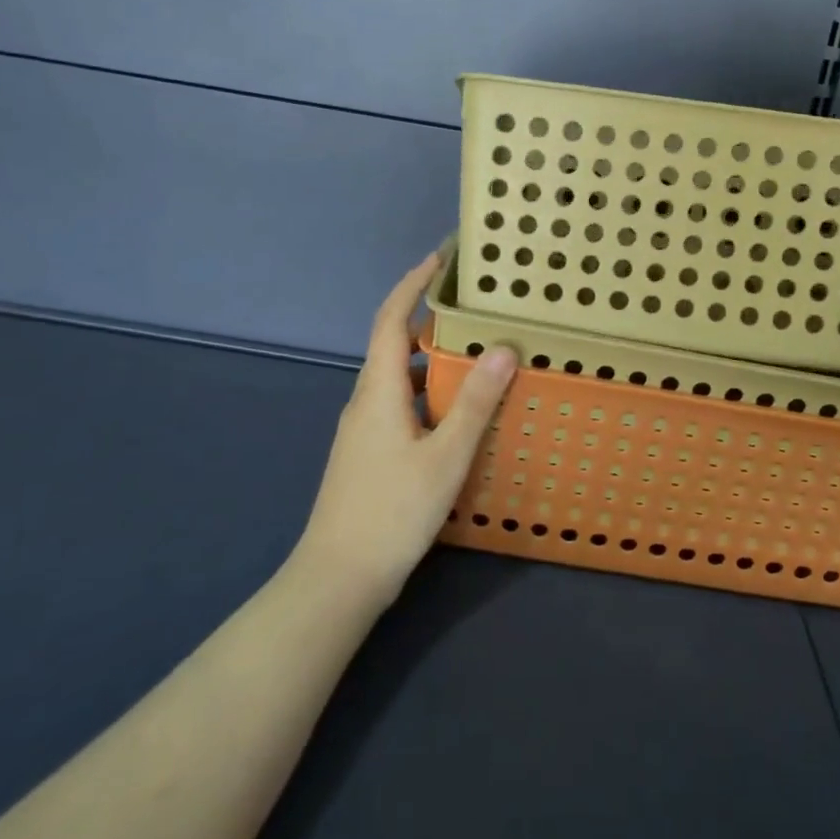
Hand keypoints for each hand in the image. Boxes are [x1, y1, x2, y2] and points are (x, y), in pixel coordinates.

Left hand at [295, 255, 516, 602]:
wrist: (337, 579)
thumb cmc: (392, 512)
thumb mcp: (445, 456)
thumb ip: (474, 402)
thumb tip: (502, 347)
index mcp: (378, 391)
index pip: (391, 319)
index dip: (413, 285)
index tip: (439, 259)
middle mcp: (366, 402)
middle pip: (394, 345)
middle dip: (428, 320)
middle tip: (472, 309)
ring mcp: (364, 431)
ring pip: (399, 379)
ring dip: (431, 361)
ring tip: (474, 356)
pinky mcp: (369, 455)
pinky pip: (400, 406)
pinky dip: (428, 394)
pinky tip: (456, 414)